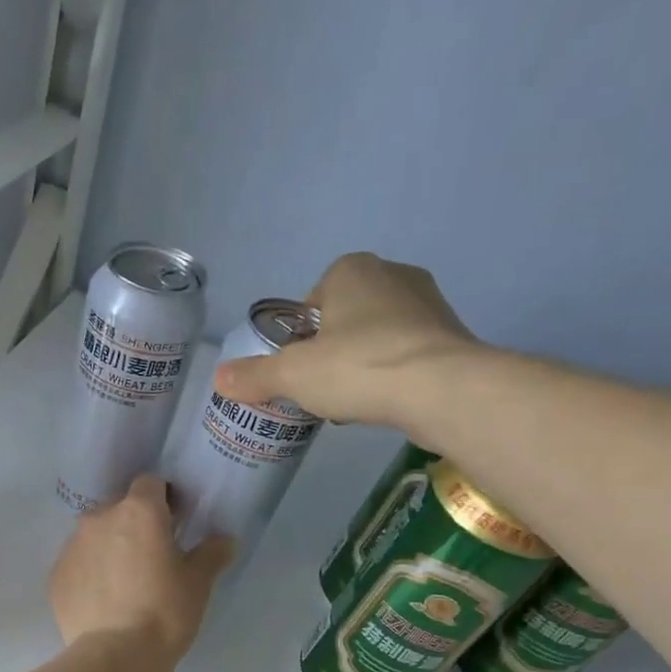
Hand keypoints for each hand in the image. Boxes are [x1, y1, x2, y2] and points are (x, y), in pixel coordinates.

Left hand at [49, 476, 232, 664]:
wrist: (113, 657)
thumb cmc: (164, 612)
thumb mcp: (198, 583)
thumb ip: (211, 553)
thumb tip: (224, 539)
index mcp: (138, 511)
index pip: (150, 484)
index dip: (164, 498)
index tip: (175, 522)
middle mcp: (99, 518)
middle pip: (119, 508)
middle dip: (135, 524)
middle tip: (152, 556)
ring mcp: (72, 546)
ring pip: (95, 535)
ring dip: (110, 547)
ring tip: (125, 582)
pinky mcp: (55, 576)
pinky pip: (78, 563)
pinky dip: (90, 573)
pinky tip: (103, 600)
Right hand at [215, 253, 478, 427]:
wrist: (441, 389)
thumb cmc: (357, 367)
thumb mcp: (292, 375)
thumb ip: (254, 375)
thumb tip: (218, 378)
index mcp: (351, 270)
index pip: (313, 300)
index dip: (301, 336)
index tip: (299, 367)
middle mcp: (393, 274)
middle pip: (346, 317)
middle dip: (332, 349)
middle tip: (322, 385)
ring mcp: (429, 303)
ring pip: (378, 334)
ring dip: (363, 362)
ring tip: (354, 398)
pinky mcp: (452, 335)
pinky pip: (407, 352)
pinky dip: (393, 373)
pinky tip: (385, 401)